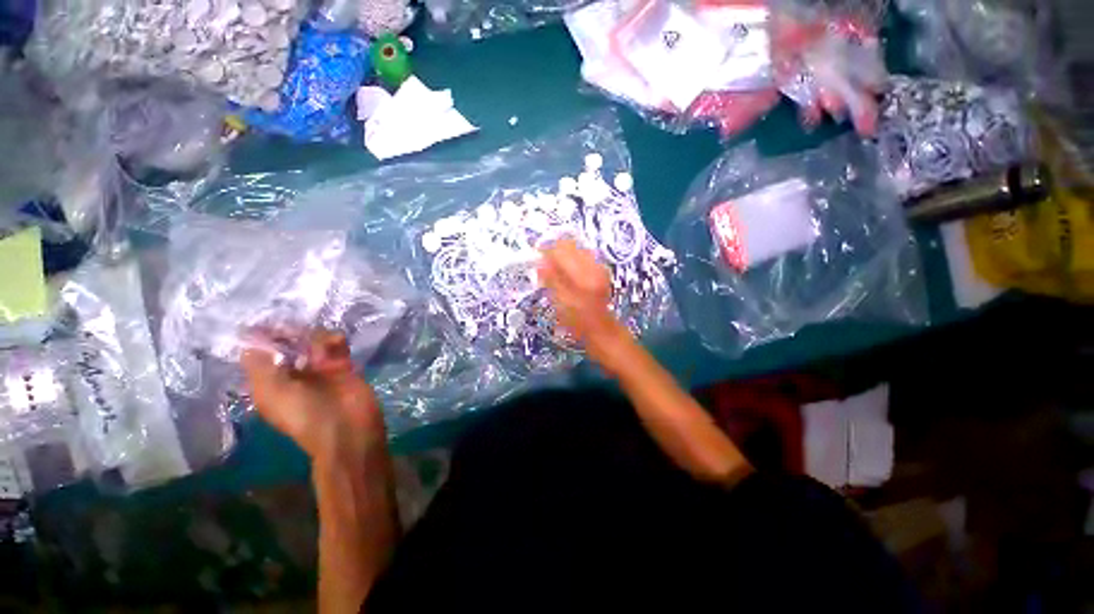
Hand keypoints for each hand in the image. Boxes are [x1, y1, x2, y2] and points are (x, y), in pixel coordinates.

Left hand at [241, 330, 384, 462]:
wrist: (348, 428)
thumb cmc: (304, 414)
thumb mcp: (270, 392)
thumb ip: (258, 364)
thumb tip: (250, 338)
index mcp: (270, 382)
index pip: (262, 353)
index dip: (262, 337)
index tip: (266, 320)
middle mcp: (292, 373)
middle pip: (287, 343)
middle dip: (290, 332)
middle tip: (296, 325)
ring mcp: (319, 369)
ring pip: (313, 341)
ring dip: (314, 335)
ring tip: (318, 338)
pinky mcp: (343, 365)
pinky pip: (337, 345)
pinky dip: (335, 339)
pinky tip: (336, 341)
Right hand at [538, 239, 632, 368]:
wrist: (603, 332)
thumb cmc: (579, 323)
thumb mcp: (561, 303)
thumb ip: (551, 280)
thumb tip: (541, 262)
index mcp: (582, 274)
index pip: (560, 249)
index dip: (546, 252)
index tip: (537, 261)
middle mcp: (592, 265)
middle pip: (569, 244)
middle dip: (554, 252)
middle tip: (545, 267)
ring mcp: (598, 267)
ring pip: (575, 249)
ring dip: (563, 257)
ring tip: (555, 273)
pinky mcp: (600, 271)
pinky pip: (582, 257)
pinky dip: (572, 262)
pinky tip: (567, 276)